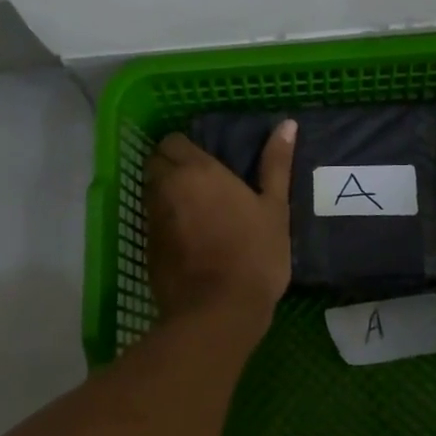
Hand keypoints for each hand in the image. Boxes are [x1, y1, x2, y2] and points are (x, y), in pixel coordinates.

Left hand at [145, 121, 296, 326]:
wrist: (218, 311)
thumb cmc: (254, 255)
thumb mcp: (275, 208)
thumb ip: (276, 164)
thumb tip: (287, 124)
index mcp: (198, 171)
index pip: (173, 141)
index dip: (185, 147)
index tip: (206, 160)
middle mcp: (168, 187)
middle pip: (156, 162)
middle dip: (170, 165)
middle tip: (199, 182)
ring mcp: (154, 218)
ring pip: (150, 191)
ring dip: (165, 192)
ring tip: (194, 208)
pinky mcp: (148, 247)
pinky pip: (151, 221)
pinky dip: (164, 222)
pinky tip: (187, 237)